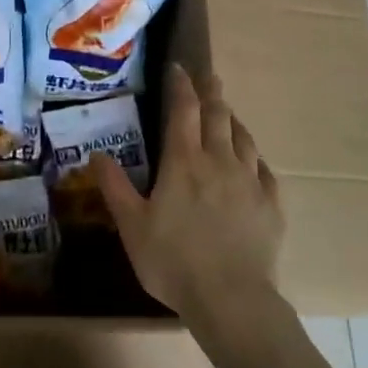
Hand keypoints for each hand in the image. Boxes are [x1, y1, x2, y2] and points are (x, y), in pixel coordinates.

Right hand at [92, 65, 282, 323]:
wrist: (231, 299)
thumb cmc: (173, 261)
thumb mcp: (132, 226)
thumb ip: (114, 186)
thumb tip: (96, 154)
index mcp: (184, 162)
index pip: (183, 110)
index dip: (181, 85)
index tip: (178, 68)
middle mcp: (219, 161)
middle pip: (218, 115)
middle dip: (211, 92)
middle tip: (207, 76)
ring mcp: (250, 181)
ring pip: (243, 137)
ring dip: (233, 119)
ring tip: (227, 112)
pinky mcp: (271, 204)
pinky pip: (264, 169)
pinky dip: (254, 156)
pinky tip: (252, 160)